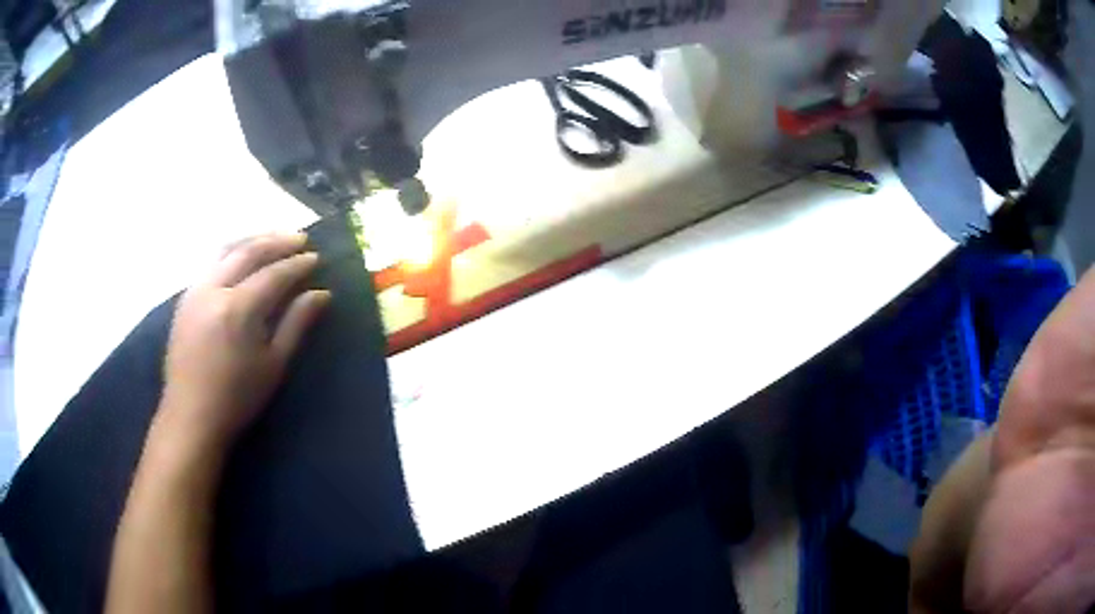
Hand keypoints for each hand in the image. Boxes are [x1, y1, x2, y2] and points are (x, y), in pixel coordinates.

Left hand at [156, 233, 330, 453]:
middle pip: (248, 251)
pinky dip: (231, 251)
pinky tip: (242, 257)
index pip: (273, 273)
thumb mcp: (273, 365)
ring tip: (273, 238)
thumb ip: (296, 324)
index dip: (297, 264)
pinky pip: (210, 261)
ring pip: (226, 249)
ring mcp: (195, 290)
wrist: (191, 416)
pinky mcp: (185, 297)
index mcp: (238, 309)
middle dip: (277, 241)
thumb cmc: (237, 398)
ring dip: (252, 239)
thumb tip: (322, 294)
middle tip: (300, 238)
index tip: (316, 258)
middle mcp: (214, 289)